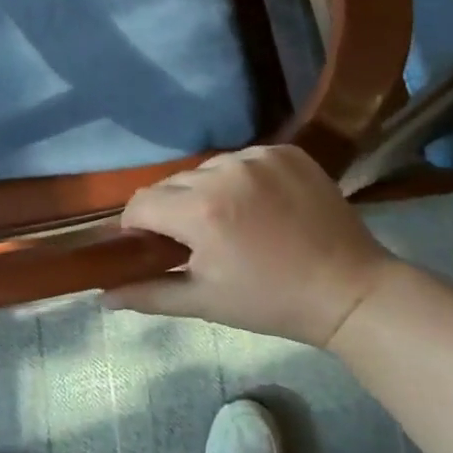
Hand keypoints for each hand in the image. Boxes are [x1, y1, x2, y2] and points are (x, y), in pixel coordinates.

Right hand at [107, 146, 392, 347]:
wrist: (350, 290)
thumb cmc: (271, 302)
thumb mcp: (206, 302)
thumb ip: (149, 294)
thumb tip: (102, 297)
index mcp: (200, 211)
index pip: (141, 204)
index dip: (138, 226)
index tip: (152, 245)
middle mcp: (224, 171)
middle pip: (172, 183)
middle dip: (173, 209)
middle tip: (196, 239)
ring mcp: (259, 156)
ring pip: (207, 168)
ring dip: (206, 190)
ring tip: (231, 220)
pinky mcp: (286, 150)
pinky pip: (244, 158)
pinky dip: (242, 178)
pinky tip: (260, 204)